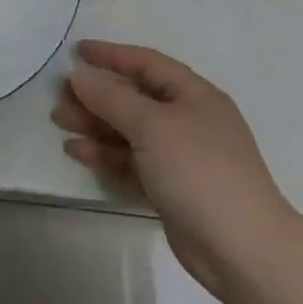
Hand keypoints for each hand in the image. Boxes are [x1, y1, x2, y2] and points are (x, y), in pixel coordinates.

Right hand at [52, 40, 302, 297]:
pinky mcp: (170, 188)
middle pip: (134, 98)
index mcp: (194, 95)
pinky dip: (105, 155)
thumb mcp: (151, 125)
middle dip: (96, 95)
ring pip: (129, 131)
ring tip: (59, 122)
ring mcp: (180, 157)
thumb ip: (111, 97)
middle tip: (59, 95)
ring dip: (95, 124)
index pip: (147, 63)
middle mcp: (188, 120)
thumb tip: (79, 74)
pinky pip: (131, 161)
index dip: (111, 55)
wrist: (243, 251)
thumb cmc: (199, 171)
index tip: (75, 52)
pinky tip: (77, 151)